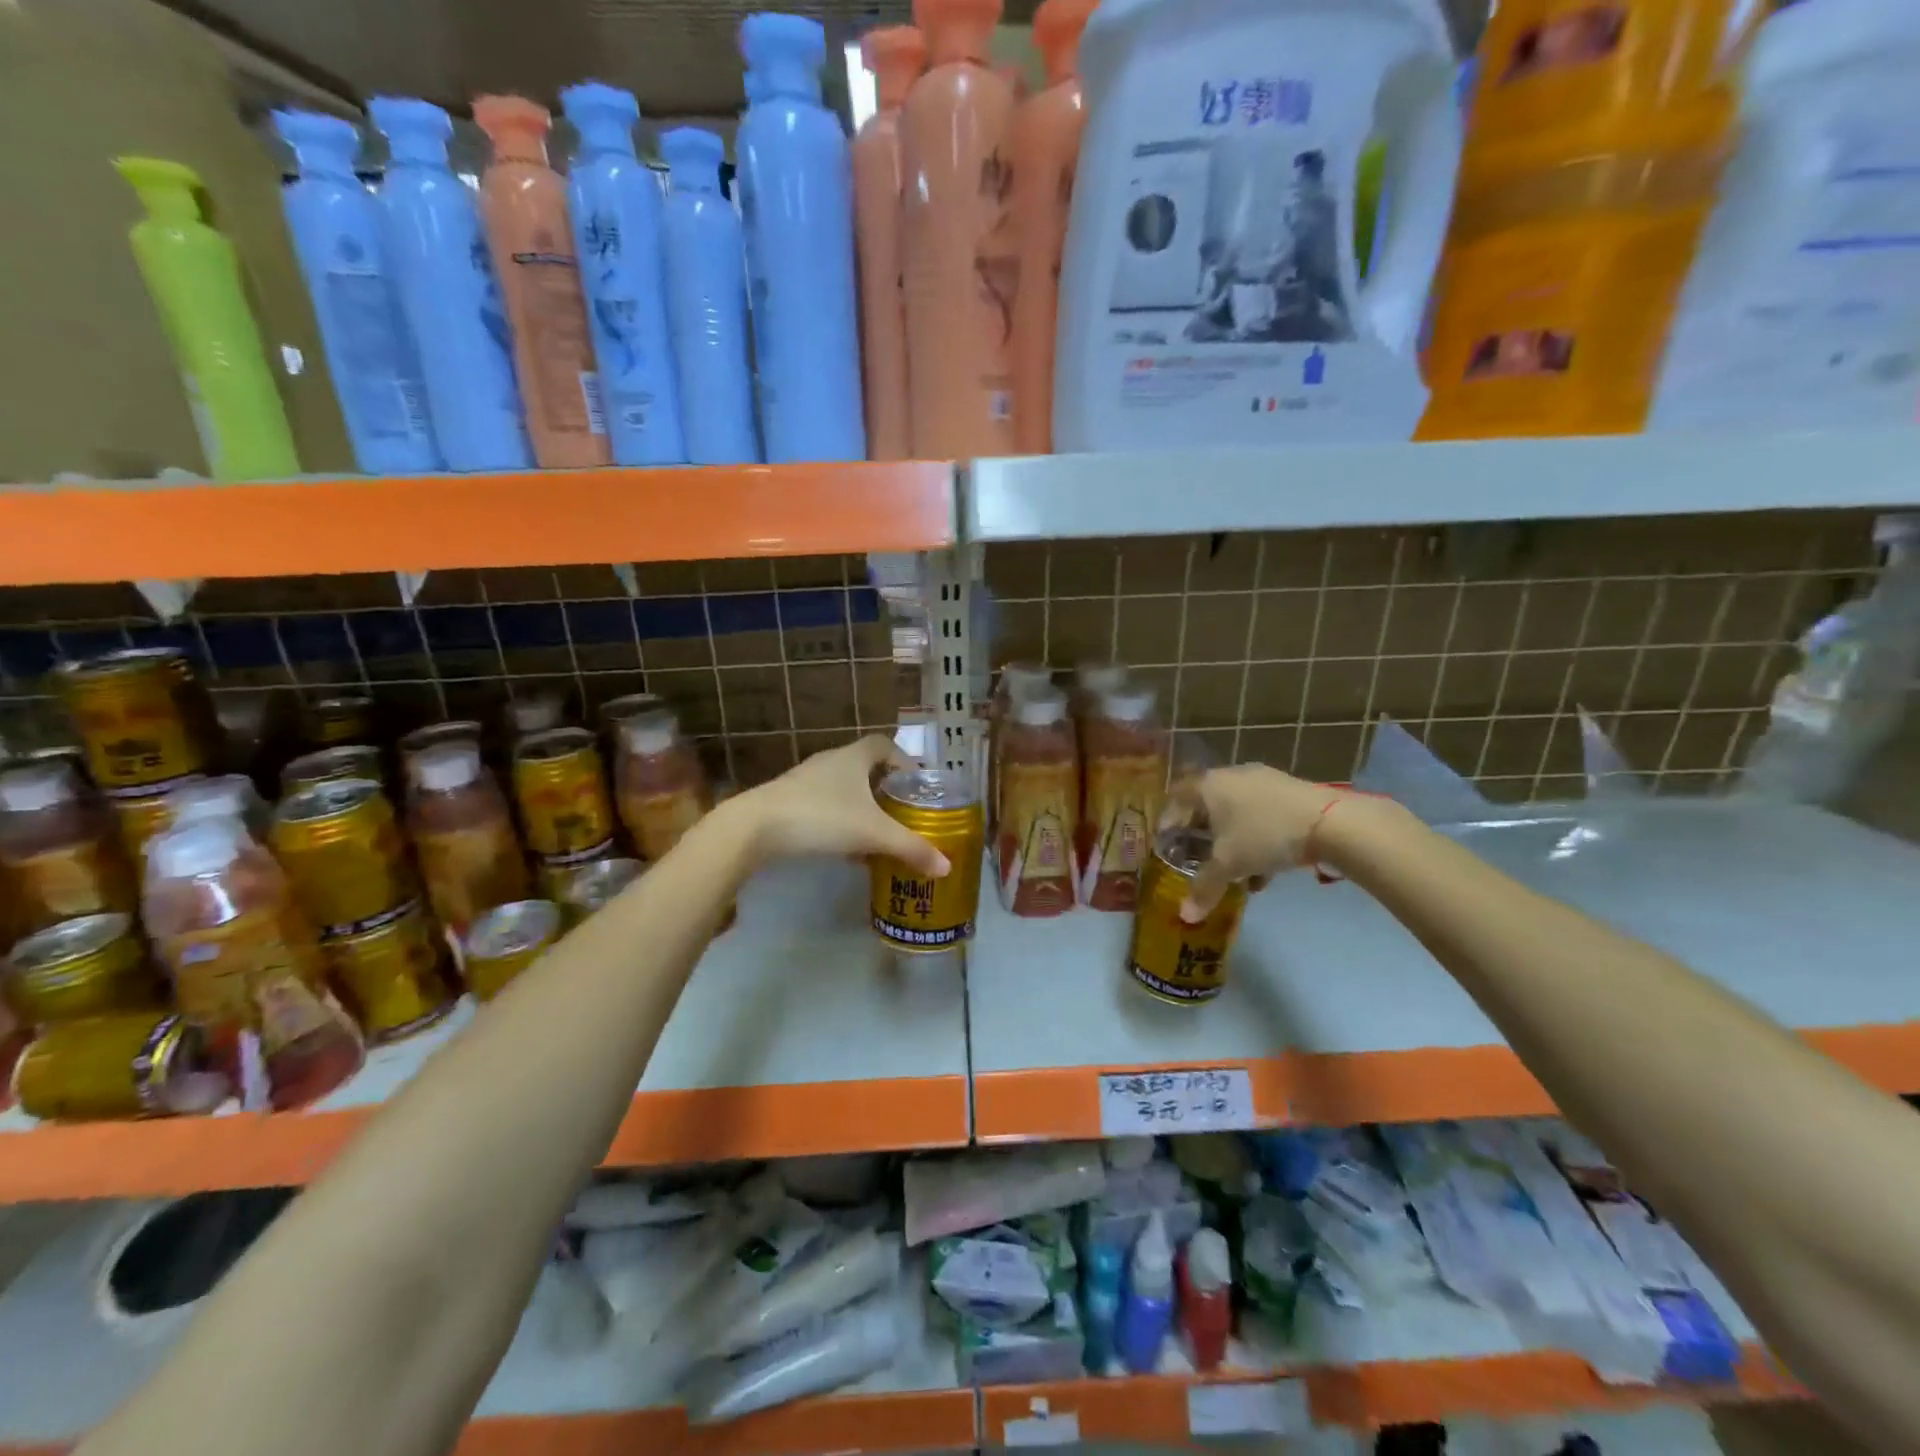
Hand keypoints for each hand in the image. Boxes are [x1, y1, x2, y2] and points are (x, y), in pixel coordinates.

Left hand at [727, 735, 950, 877]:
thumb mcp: (873, 834)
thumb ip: (911, 848)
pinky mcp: (788, 801)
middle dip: (885, 788)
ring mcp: (805, 780)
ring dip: (861, 807)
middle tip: (903, 812)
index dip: (903, 760)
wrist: (754, 828)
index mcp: (853, 756)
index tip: (917, 783)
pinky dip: (840, 820)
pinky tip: (844, 848)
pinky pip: (824, 805)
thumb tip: (947, 866)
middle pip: (865, 767)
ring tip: (878, 833)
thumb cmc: (821, 818)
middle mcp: (830, 761)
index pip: (884, 745)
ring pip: (843, 788)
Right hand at [1165, 764, 1348, 921]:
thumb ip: (1204, 888)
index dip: (1169, 821)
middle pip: (1207, 805)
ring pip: (1236, 812)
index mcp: (1208, 785)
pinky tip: (1266, 868)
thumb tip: (1185, 916)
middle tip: (1200, 859)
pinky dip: (1257, 837)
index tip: (1169, 845)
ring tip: (1236, 871)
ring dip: (1232, 840)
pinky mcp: (1289, 791)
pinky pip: (1261, 814)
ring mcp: (1263, 780)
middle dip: (1203, 835)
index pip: (1176, 797)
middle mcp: (1231, 776)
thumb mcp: (1229, 865)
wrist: (1329, 821)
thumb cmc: (1263, 834)